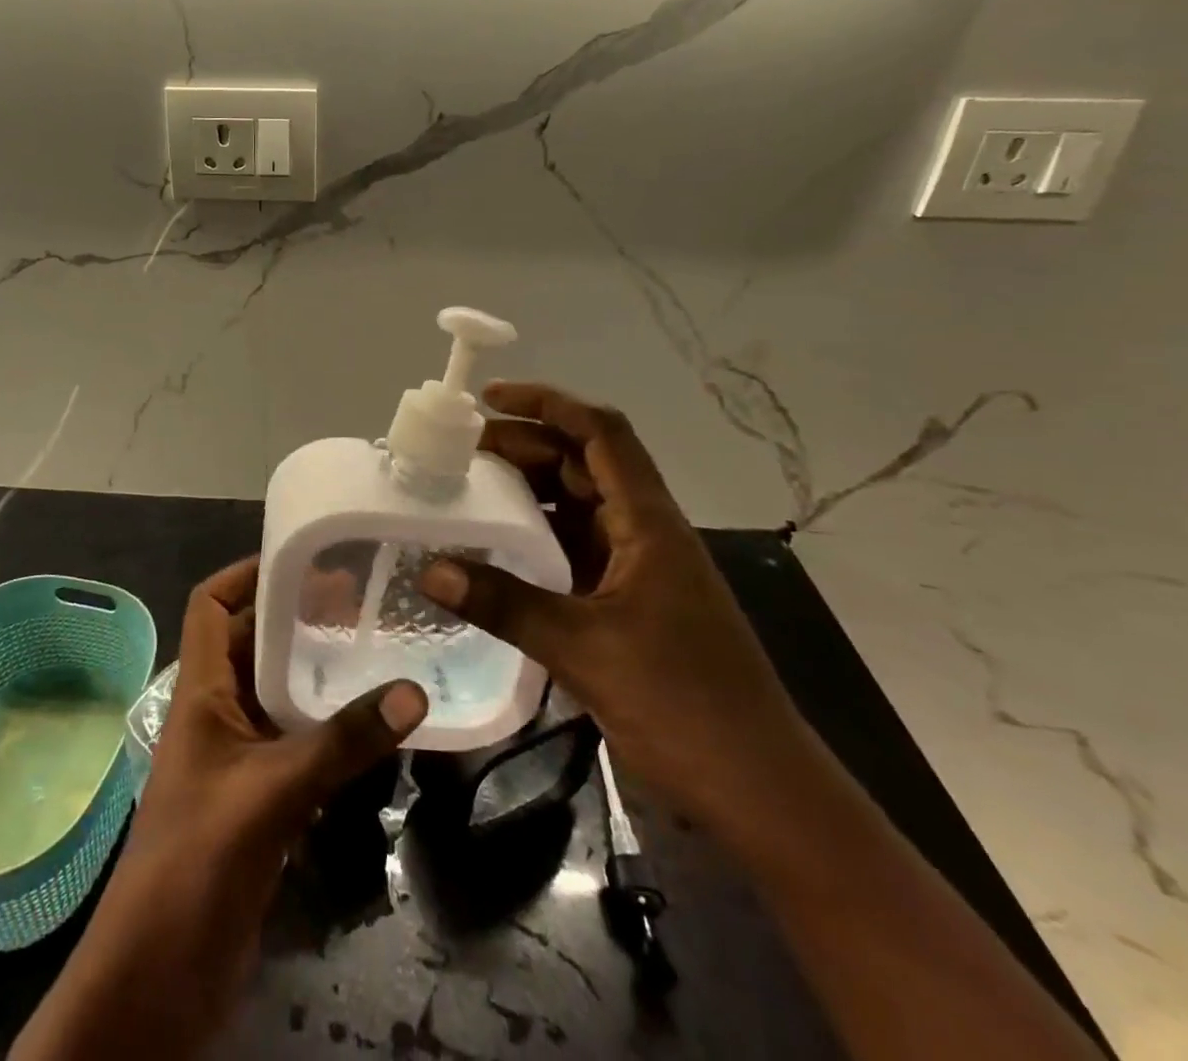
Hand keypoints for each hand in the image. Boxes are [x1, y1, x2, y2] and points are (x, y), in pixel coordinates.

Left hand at [13, 557, 425, 1060]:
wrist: (160, 974)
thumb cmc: (198, 859)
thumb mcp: (273, 791)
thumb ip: (342, 742)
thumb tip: (413, 692)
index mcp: (199, 691)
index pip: (210, 606)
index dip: (246, 573)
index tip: (302, 557)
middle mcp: (215, 712)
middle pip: (252, 642)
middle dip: (297, 616)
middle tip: (360, 598)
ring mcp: (235, 756)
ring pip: (276, 692)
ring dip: (315, 670)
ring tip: (373, 646)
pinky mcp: (257, 797)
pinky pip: (293, 740)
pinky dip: (326, 724)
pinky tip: (370, 722)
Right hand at [418, 382, 814, 830]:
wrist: (758, 789)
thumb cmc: (682, 703)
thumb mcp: (584, 649)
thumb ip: (504, 604)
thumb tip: (429, 569)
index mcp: (647, 522)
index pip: (600, 433)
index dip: (547, 404)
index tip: (489, 400)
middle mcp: (644, 532)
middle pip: (583, 465)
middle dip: (524, 447)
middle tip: (460, 450)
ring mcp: (638, 568)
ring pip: (578, 507)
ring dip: (529, 492)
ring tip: (468, 488)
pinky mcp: (629, 602)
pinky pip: (575, 550)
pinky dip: (536, 539)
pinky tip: (496, 548)